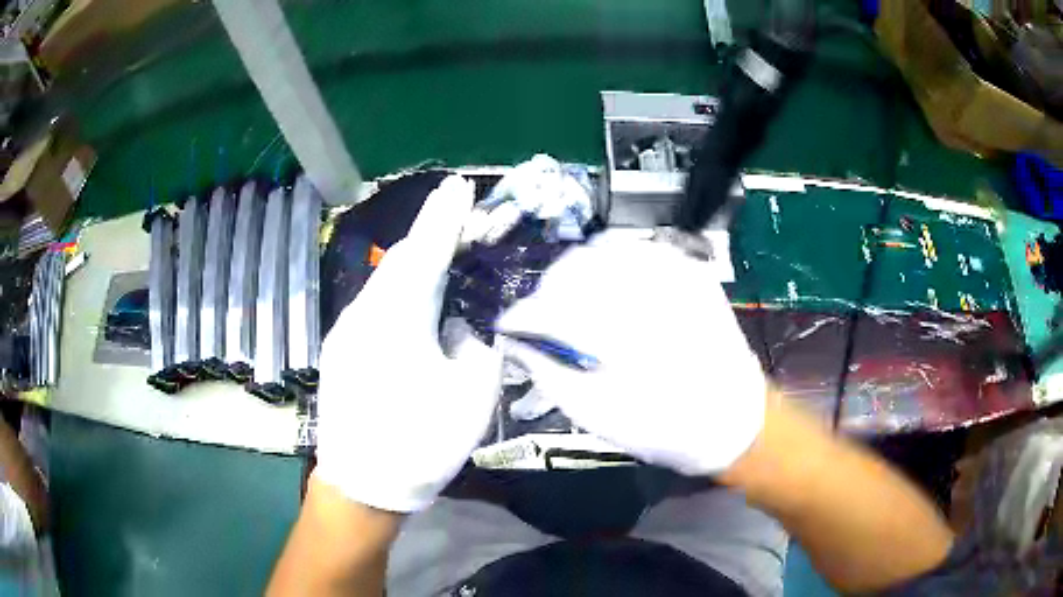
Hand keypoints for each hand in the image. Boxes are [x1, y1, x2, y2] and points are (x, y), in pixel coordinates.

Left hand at [314, 175, 502, 512]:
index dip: (445, 217)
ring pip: (383, 282)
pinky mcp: (341, 349)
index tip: (460, 185)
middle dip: (429, 233)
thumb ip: (473, 348)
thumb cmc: (420, 445)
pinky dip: (399, 290)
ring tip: (443, 255)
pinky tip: (415, 303)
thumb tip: (457, 325)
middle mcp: (363, 316)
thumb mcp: (470, 398)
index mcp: (397, 322)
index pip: (424, 254)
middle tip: (460, 219)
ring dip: (414, 262)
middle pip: (398, 261)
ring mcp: (346, 332)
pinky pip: (373, 304)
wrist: (362, 485)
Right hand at [497, 231, 766, 475]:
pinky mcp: (690, 271)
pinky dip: (613, 266)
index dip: (523, 314)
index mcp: (620, 331)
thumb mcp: (596, 414)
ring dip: (579, 276)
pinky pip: (637, 251)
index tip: (512, 327)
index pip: (550, 303)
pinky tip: (613, 293)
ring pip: (603, 251)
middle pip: (573, 266)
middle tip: (547, 320)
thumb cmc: (663, 428)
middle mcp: (646, 289)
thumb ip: (548, 371)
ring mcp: (673, 272)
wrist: (734, 420)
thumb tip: (517, 342)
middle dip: (549, 291)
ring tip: (578, 306)